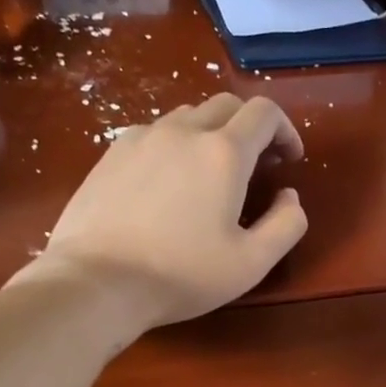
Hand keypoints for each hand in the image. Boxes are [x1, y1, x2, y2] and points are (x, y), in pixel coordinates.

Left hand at [18, 94, 306, 330]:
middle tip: (258, 164)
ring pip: (188, 116)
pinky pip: (154, 133)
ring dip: (212, 133)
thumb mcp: (252, 263)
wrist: (96, 281)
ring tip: (212, 173)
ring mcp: (142, 138)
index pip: (264, 113)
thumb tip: (288, 196)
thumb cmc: (181, 275)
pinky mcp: (111, 153)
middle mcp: (183, 131)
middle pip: (227, 105)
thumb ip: (286, 224)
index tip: (289, 160)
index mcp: (223, 152)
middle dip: (250, 128)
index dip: (285, 130)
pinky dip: (175, 145)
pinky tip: (169, 182)